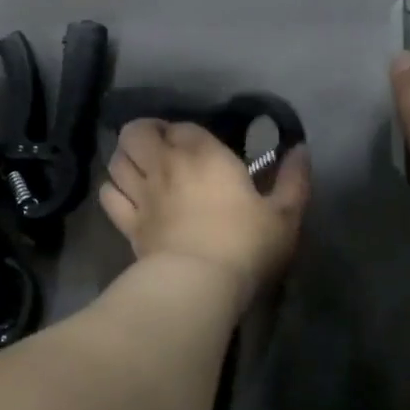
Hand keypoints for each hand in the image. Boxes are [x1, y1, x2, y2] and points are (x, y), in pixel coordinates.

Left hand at [100, 121, 310, 302]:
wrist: (198, 283)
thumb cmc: (245, 243)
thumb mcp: (285, 214)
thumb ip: (294, 179)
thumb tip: (301, 149)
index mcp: (202, 154)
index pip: (182, 126)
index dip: (186, 133)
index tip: (199, 148)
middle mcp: (165, 164)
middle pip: (136, 132)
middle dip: (144, 134)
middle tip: (161, 149)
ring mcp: (141, 193)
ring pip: (116, 160)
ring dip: (126, 158)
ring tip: (140, 168)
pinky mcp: (127, 223)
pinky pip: (108, 195)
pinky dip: (114, 190)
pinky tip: (126, 197)